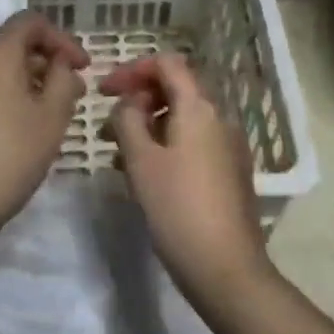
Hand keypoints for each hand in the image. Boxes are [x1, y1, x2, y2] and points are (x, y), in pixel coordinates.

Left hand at [0, 11, 89, 242]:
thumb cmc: (6, 157)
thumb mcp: (51, 119)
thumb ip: (63, 81)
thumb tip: (60, 64)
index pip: (31, 21)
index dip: (63, 38)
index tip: (83, 67)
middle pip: (10, 44)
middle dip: (44, 61)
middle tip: (68, 92)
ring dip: (21, 81)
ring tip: (42, 115)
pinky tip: (8, 132)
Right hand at [103, 54, 272, 311]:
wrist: (228, 270)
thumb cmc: (178, 209)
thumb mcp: (141, 160)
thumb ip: (128, 119)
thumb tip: (129, 103)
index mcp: (200, 107)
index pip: (167, 63)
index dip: (132, 69)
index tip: (104, 91)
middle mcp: (220, 117)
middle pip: (177, 88)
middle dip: (139, 98)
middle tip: (109, 125)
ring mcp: (228, 144)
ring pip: (183, 117)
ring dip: (150, 123)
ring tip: (120, 154)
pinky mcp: (230, 170)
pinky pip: (194, 140)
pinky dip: (167, 142)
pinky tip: (147, 173)